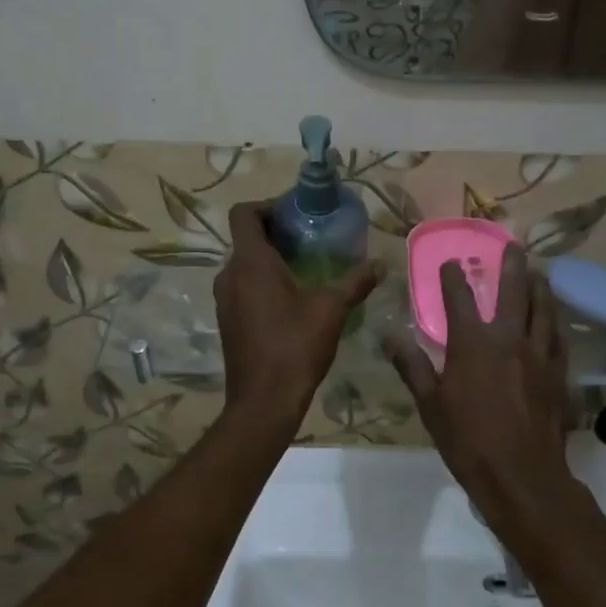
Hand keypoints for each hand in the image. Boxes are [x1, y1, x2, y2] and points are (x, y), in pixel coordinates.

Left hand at [216, 202, 380, 432]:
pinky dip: (263, 280)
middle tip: (310, 237)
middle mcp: (230, 274)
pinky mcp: (228, 319)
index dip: (267, 205)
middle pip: (246, 237)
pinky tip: (293, 297)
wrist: (263, 401)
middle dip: (276, 232)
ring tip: (306, 265)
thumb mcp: (331, 310)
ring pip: (245, 263)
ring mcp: (225, 299)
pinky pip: (243, 285)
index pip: (244, 213)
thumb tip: (381, 263)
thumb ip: (355, 282)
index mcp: (250, 262)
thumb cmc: (295, 347)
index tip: (296, 213)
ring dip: (270, 257)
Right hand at [386, 244, 571, 535]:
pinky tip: (553, 321)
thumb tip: (391, 335)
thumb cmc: (468, 440)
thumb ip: (413, 365)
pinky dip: (553, 322)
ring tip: (539, 273)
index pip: (459, 298)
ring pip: (543, 309)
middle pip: (513, 291)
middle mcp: (508, 338)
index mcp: (473, 343)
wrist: (522, 475)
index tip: (450, 262)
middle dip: (511, 265)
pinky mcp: (558, 373)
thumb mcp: (430, 404)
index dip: (453, 277)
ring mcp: (538, 354)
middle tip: (514, 245)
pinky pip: (557, 337)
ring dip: (540, 287)